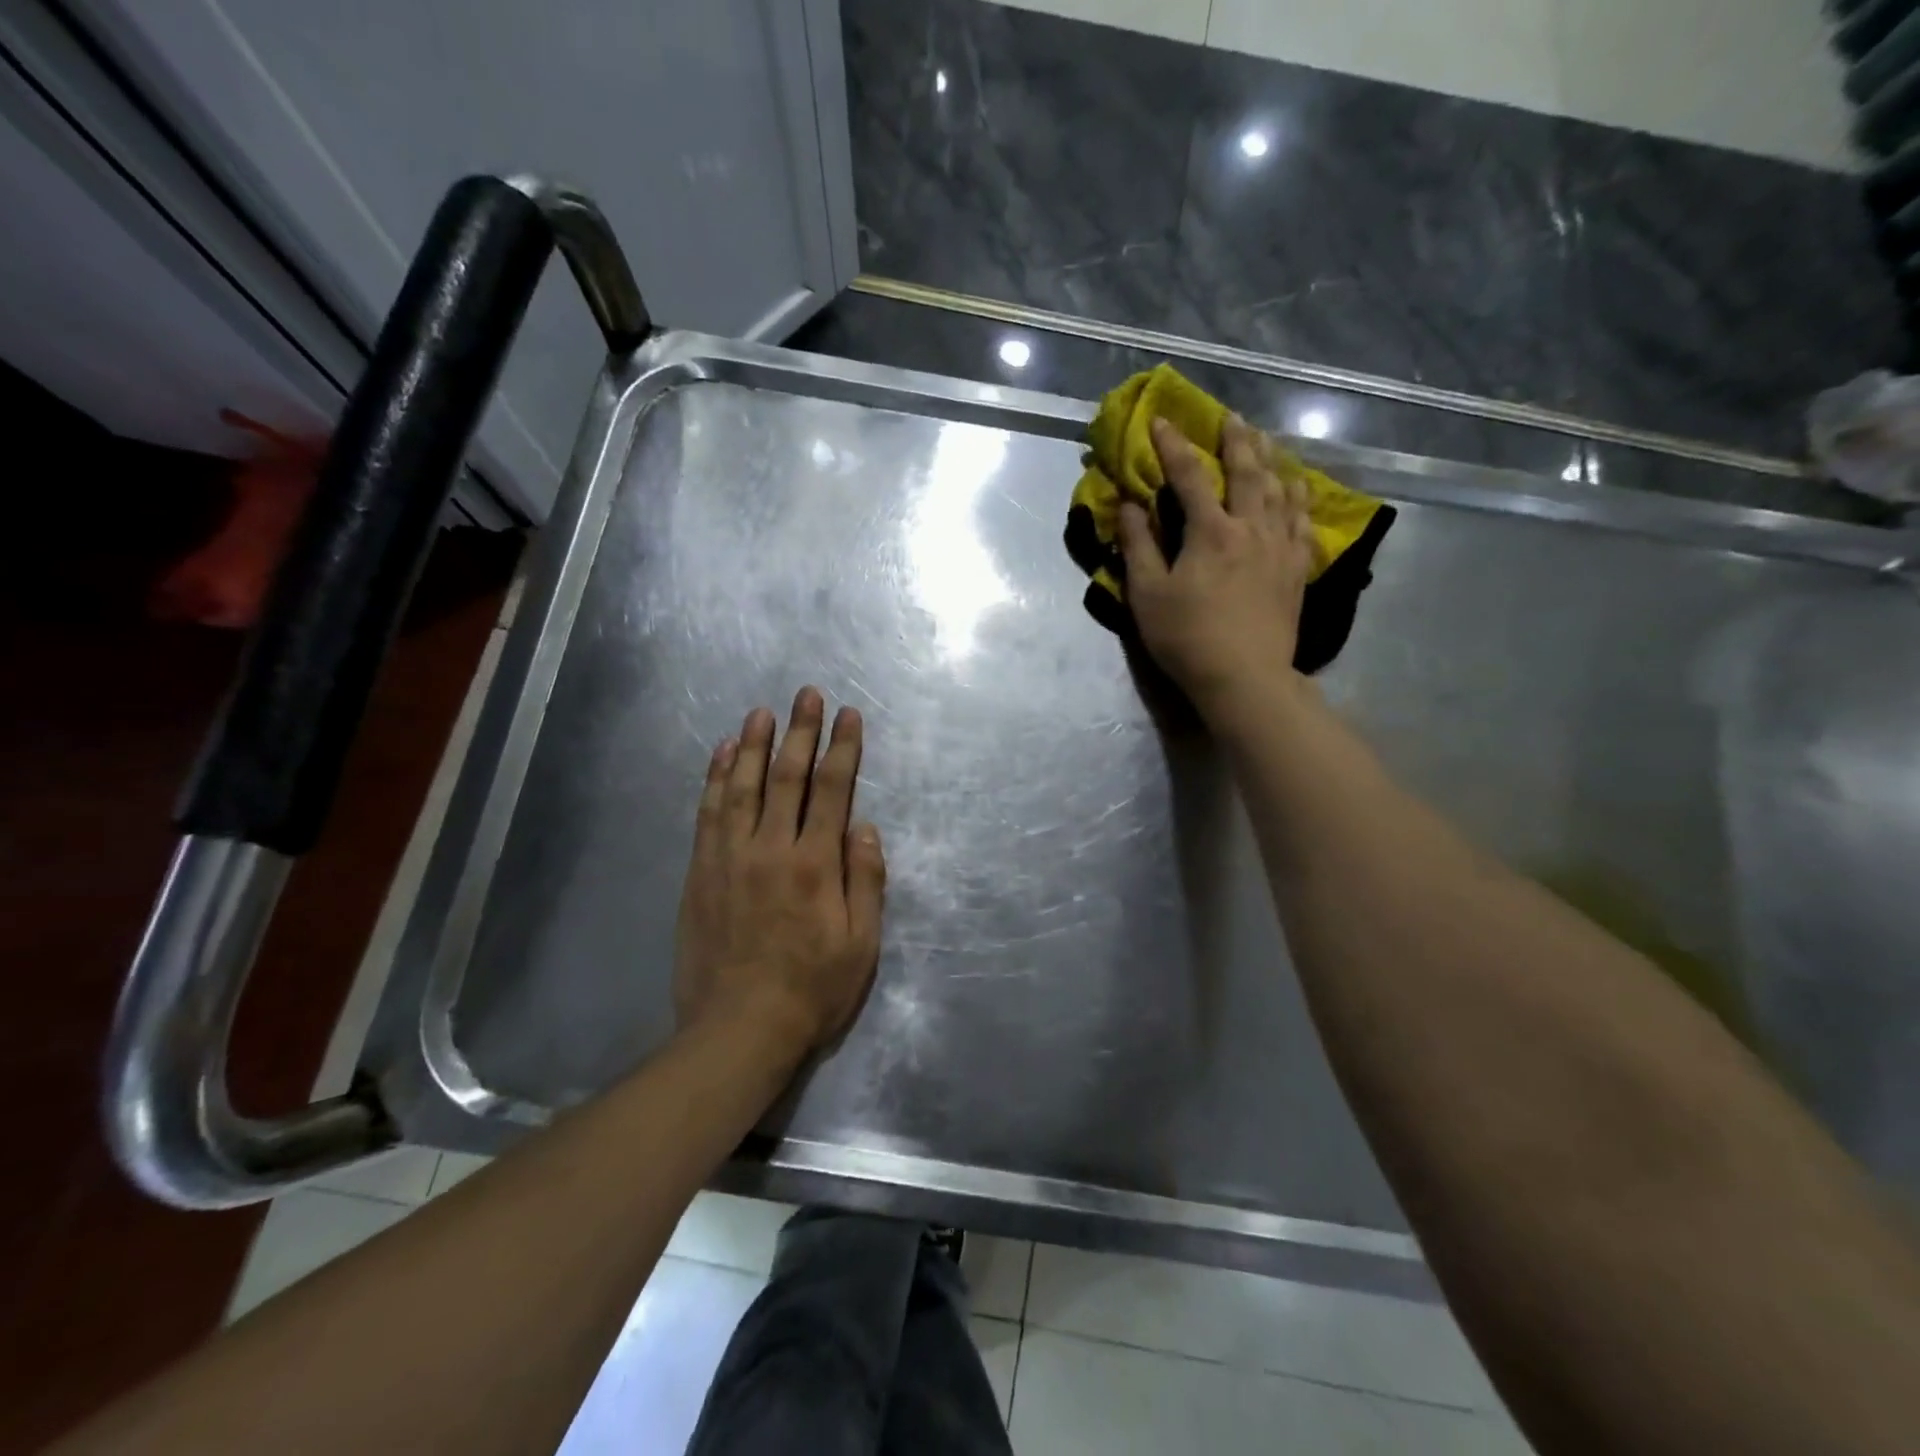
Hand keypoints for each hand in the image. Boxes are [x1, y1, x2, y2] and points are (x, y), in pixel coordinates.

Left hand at [673, 687, 885, 1058]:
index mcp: (814, 865)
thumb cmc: (811, 990)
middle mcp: (770, 849)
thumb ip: (865, 880)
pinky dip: (713, 779)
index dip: (842, 749)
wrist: (737, 1030)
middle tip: (806, 694)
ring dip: (751, 744)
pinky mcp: (700, 872)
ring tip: (761, 712)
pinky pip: (707, 814)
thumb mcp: (861, 944)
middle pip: (785, 777)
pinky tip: (719, 755)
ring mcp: (728, 858)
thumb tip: (863, 826)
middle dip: (799, 731)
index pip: (832, 791)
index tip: (849, 716)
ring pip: (740, 786)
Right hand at [1118, 414, 1315, 716]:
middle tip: (1231, 417)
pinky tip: (1297, 489)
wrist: (1245, 677)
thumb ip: (1138, 545)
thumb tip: (1130, 505)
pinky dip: (1299, 499)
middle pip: (1248, 472)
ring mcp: (1280, 548)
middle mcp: (1251, 528)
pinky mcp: (1297, 570)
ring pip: (1281, 490)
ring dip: (1271, 460)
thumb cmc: (1187, 638)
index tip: (1162, 421)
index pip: (1190, 476)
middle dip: (1236, 440)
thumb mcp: (1148, 595)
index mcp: (1211, 532)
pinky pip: (1303, 522)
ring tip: (1266, 442)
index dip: (1173, 446)